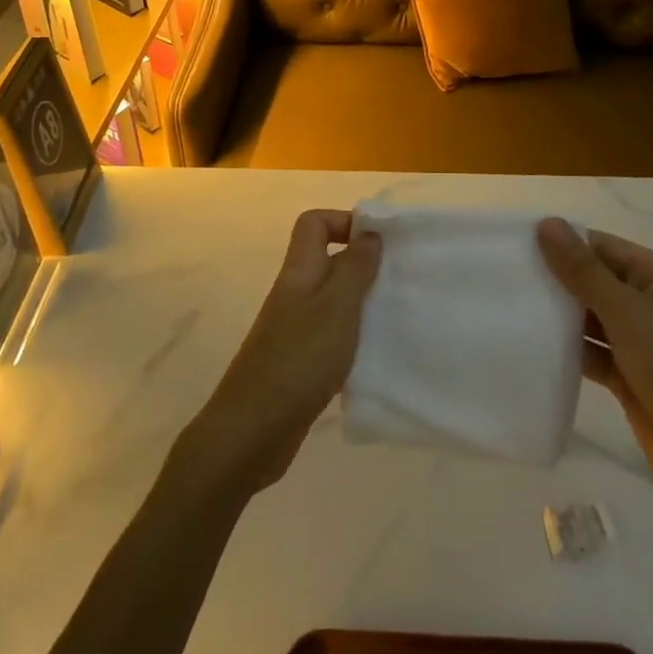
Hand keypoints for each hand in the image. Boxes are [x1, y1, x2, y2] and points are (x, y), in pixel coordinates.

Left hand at [179, 210, 381, 496]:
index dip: (345, 221)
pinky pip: (331, 336)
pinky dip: (353, 339)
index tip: (381, 242)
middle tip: (400, 280)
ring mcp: (294, 330)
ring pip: (332, 300)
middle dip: (364, 264)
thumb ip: (355, 268)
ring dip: (362, 303)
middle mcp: (295, 294)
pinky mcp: (299, 363)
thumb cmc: (298, 360)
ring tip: (396, 316)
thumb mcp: (337, 308)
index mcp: (299, 272)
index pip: (314, 224)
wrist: (252, 431)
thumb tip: (369, 232)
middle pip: (327, 260)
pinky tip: (376, 356)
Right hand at [537, 218, 652, 500]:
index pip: (603, 246)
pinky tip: (532, 345)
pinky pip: (592, 352)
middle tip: (504, 274)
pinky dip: (568, 348)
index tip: (515, 243)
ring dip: (559, 315)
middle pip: (596, 280)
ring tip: (510, 305)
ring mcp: (642, 342)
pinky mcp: (630, 376)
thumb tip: (547, 222)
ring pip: (592, 318)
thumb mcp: (627, 312)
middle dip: (557, 279)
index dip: (563, 242)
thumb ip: (583, 270)